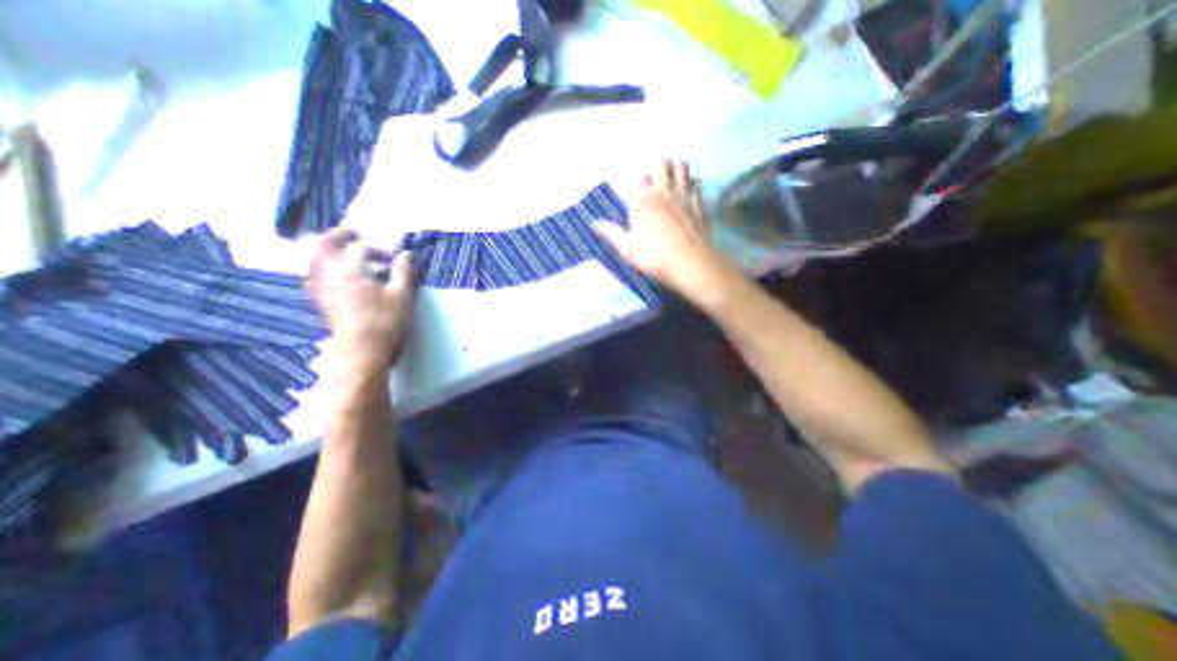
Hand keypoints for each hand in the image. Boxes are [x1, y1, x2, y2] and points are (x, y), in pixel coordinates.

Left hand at [307, 229, 417, 376]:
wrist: (362, 350)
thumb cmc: (385, 321)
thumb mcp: (402, 295)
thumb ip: (404, 271)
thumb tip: (407, 254)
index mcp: (351, 271)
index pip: (360, 248)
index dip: (379, 248)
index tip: (395, 258)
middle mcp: (330, 275)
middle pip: (325, 246)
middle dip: (339, 236)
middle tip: (354, 233)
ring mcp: (322, 288)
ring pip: (315, 260)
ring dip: (327, 250)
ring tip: (342, 250)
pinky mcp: (321, 301)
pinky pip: (314, 275)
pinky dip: (322, 267)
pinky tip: (335, 274)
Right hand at [598, 157, 733, 305]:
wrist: (690, 263)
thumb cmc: (655, 256)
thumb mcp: (628, 249)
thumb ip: (611, 233)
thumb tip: (594, 223)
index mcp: (643, 201)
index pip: (639, 180)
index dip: (638, 180)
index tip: (637, 184)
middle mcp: (664, 193)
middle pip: (662, 166)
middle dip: (659, 162)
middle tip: (658, 161)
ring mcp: (684, 197)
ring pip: (683, 170)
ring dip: (678, 165)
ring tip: (677, 162)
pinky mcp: (700, 205)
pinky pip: (697, 185)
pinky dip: (694, 181)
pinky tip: (694, 182)